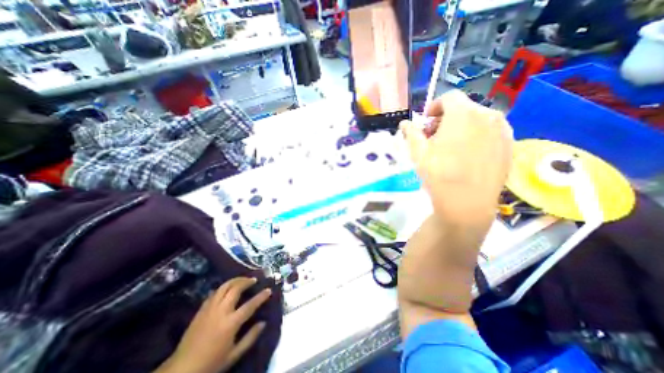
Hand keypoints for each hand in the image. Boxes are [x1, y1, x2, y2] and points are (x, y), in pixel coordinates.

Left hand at [155, 278, 272, 372]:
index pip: (250, 305)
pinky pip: (214, 293)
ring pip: (224, 286)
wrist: (181, 370)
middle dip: (246, 281)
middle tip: (254, 279)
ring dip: (235, 280)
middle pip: (235, 289)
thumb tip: (263, 323)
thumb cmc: (211, 363)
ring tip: (242, 279)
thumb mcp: (234, 355)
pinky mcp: (201, 310)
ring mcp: (210, 309)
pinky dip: (223, 287)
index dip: (261, 296)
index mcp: (231, 323)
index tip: (268, 290)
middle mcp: (221, 311)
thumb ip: (250, 337)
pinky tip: (227, 289)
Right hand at [399, 90, 512, 229]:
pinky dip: (475, 136)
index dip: (434, 107)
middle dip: (445, 118)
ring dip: (461, 127)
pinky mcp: (510, 145)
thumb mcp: (418, 152)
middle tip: (434, 137)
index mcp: (463, 114)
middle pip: (464, 108)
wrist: (467, 203)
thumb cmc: (438, 174)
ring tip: (450, 147)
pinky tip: (466, 155)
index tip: (426, 122)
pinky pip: (490, 132)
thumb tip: (404, 124)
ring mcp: (503, 130)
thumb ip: (411, 133)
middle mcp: (488, 115)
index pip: (449, 97)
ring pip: (478, 119)